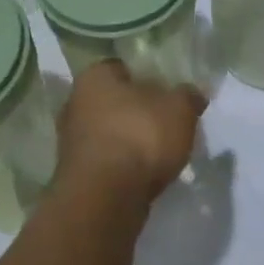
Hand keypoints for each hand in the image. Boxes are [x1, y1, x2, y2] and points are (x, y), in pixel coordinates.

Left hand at [55, 62, 205, 208]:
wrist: (106, 197)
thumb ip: (188, 97)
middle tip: (165, 123)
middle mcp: (75, 102)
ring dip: (128, 140)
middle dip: (136, 111)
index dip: (145, 77)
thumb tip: (193, 93)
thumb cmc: (140, 137)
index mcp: (94, 76)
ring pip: (108, 131)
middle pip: (113, 101)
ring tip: (159, 153)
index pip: (121, 67)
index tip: (166, 93)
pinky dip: (122, 165)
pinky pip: (105, 160)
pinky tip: (143, 175)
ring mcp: (70, 139)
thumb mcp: (179, 110)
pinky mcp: (74, 172)